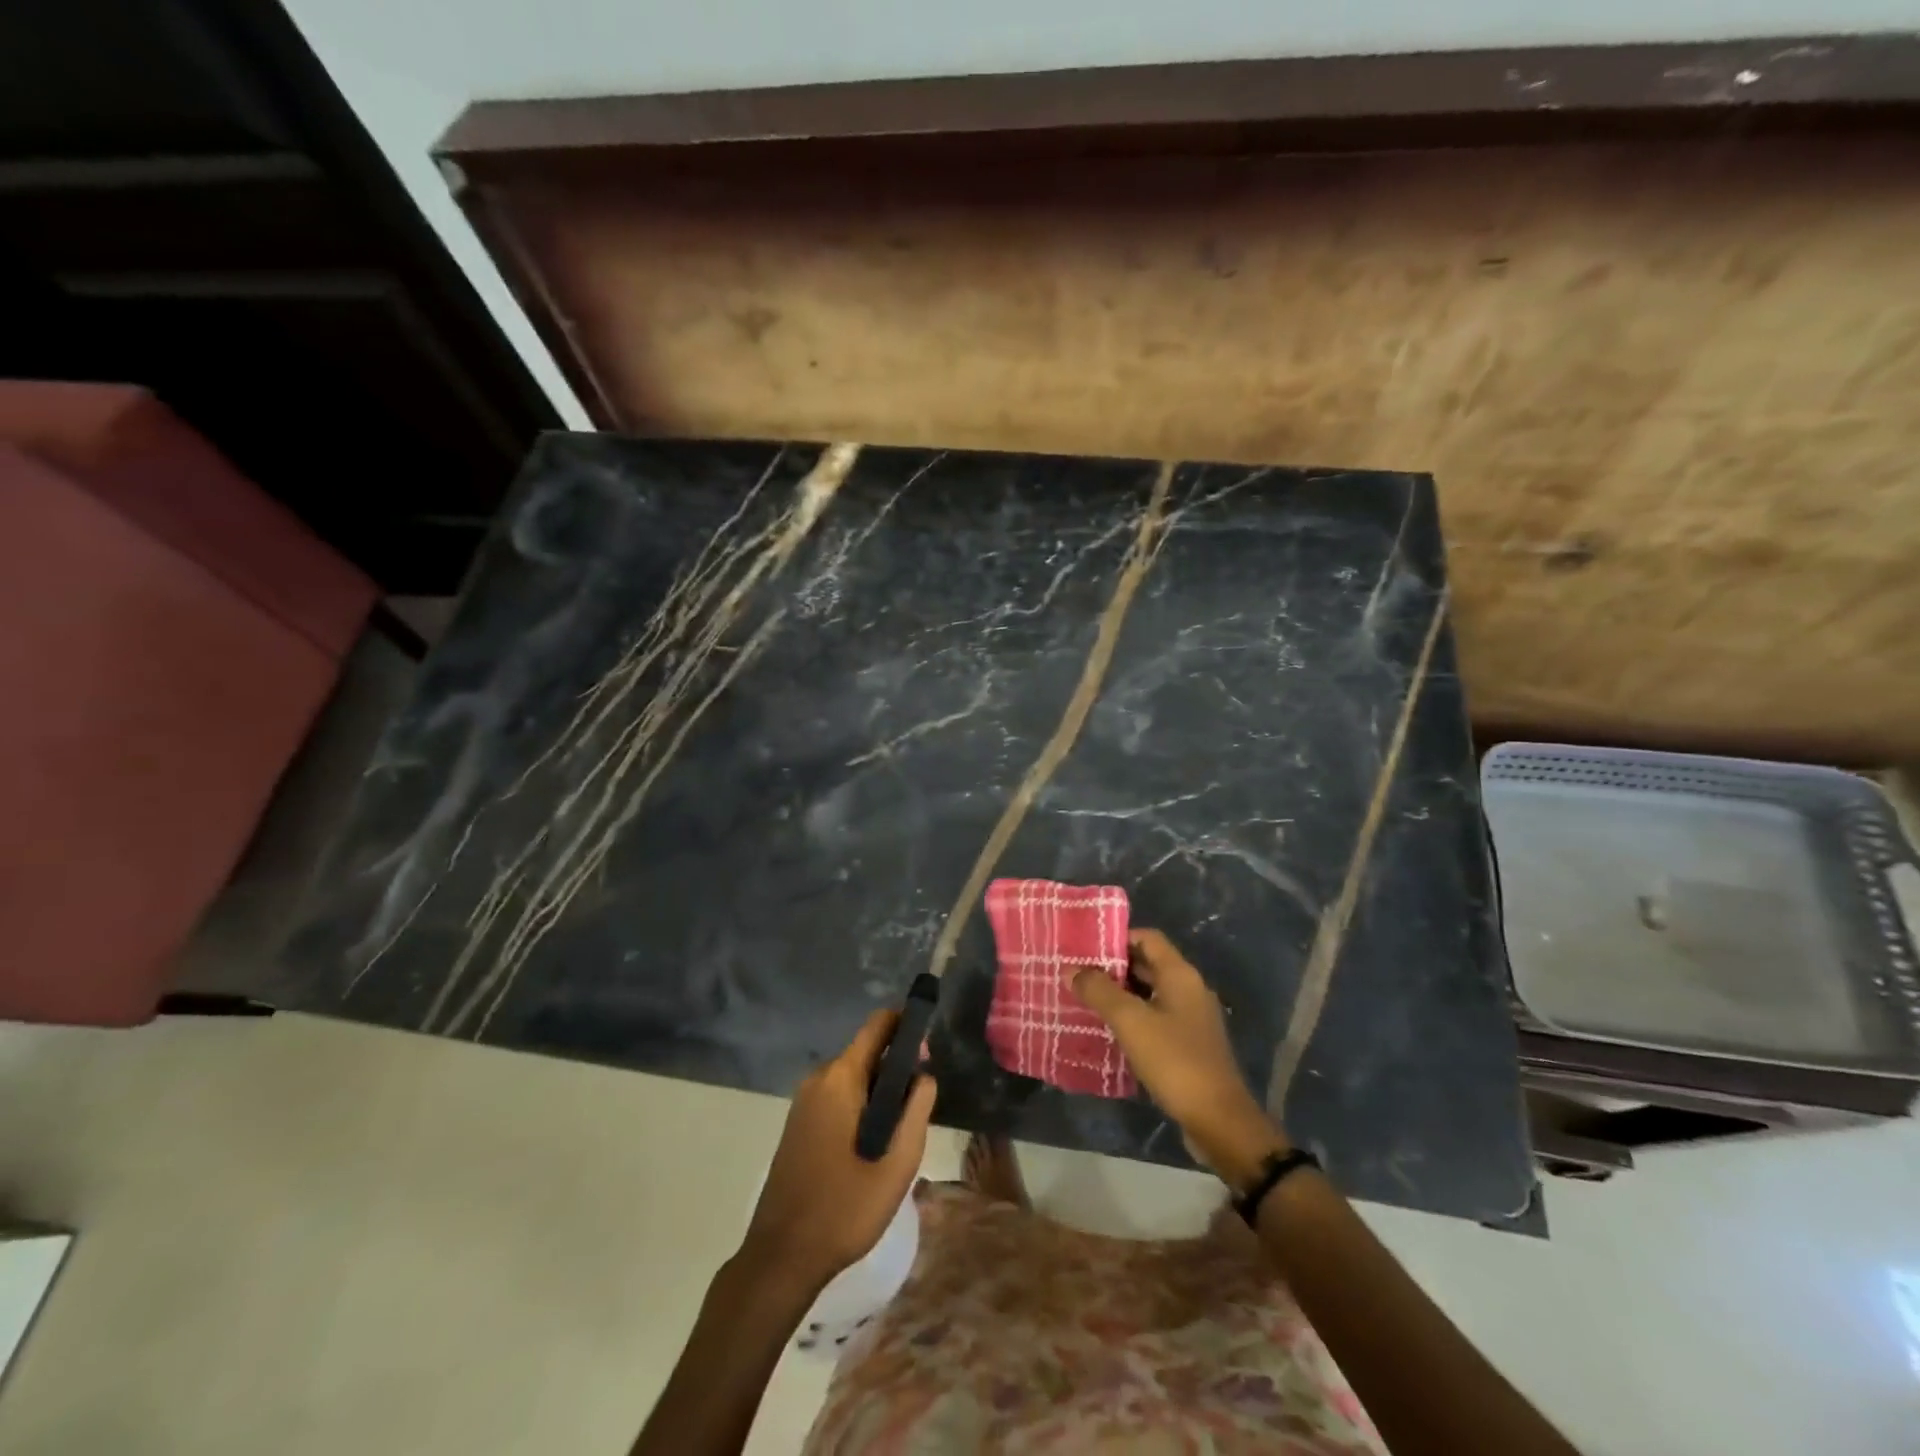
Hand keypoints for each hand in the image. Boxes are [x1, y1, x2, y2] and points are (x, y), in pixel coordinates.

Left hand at [738, 1010, 936, 1290]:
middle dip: (897, 1067)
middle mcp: (819, 1079)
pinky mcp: (798, 1123)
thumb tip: (924, 1074)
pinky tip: (874, 1143)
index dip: (907, 1023)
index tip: (932, 1041)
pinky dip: (860, 1106)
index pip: (878, 1025)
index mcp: (841, 1078)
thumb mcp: (897, 1162)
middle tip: (923, 1102)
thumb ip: (917, 1109)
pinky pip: (837, 1097)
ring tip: (902, 1128)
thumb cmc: (845, 1208)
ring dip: (880, 1091)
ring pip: (853, 1078)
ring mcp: (804, 1101)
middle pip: (867, 1052)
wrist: (781, 1257)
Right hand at [1072, 929, 1287, 1186]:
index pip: (1147, 938)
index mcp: (1180, 975)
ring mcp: (1191, 1019)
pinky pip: (1155, 1019)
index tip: (1085, 948)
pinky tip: (1108, 1031)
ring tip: (1084, 1000)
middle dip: (1113, 968)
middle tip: (1077, 974)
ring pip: (1150, 993)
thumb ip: (1099, 991)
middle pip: (1148, 964)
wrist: (1218, 1120)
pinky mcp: (1189, 1045)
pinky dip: (1132, 1019)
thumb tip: (1071, 969)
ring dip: (1120, 995)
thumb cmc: (1175, 1060)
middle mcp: (1189, 989)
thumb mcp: (1131, 1022)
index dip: (1117, 938)